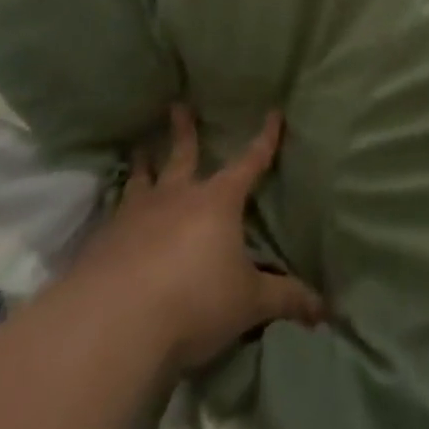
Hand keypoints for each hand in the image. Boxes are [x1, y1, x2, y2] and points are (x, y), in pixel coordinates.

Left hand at [69, 105, 324, 372]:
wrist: (115, 323)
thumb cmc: (195, 302)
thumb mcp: (248, 304)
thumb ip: (285, 300)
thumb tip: (325, 309)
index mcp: (218, 202)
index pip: (249, 163)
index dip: (265, 140)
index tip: (274, 113)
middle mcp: (177, 197)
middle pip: (183, 155)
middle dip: (184, 131)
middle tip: (177, 105)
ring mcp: (136, 215)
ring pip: (142, 179)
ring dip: (143, 163)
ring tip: (140, 148)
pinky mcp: (103, 241)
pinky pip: (113, 215)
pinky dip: (116, 209)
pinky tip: (111, 216)